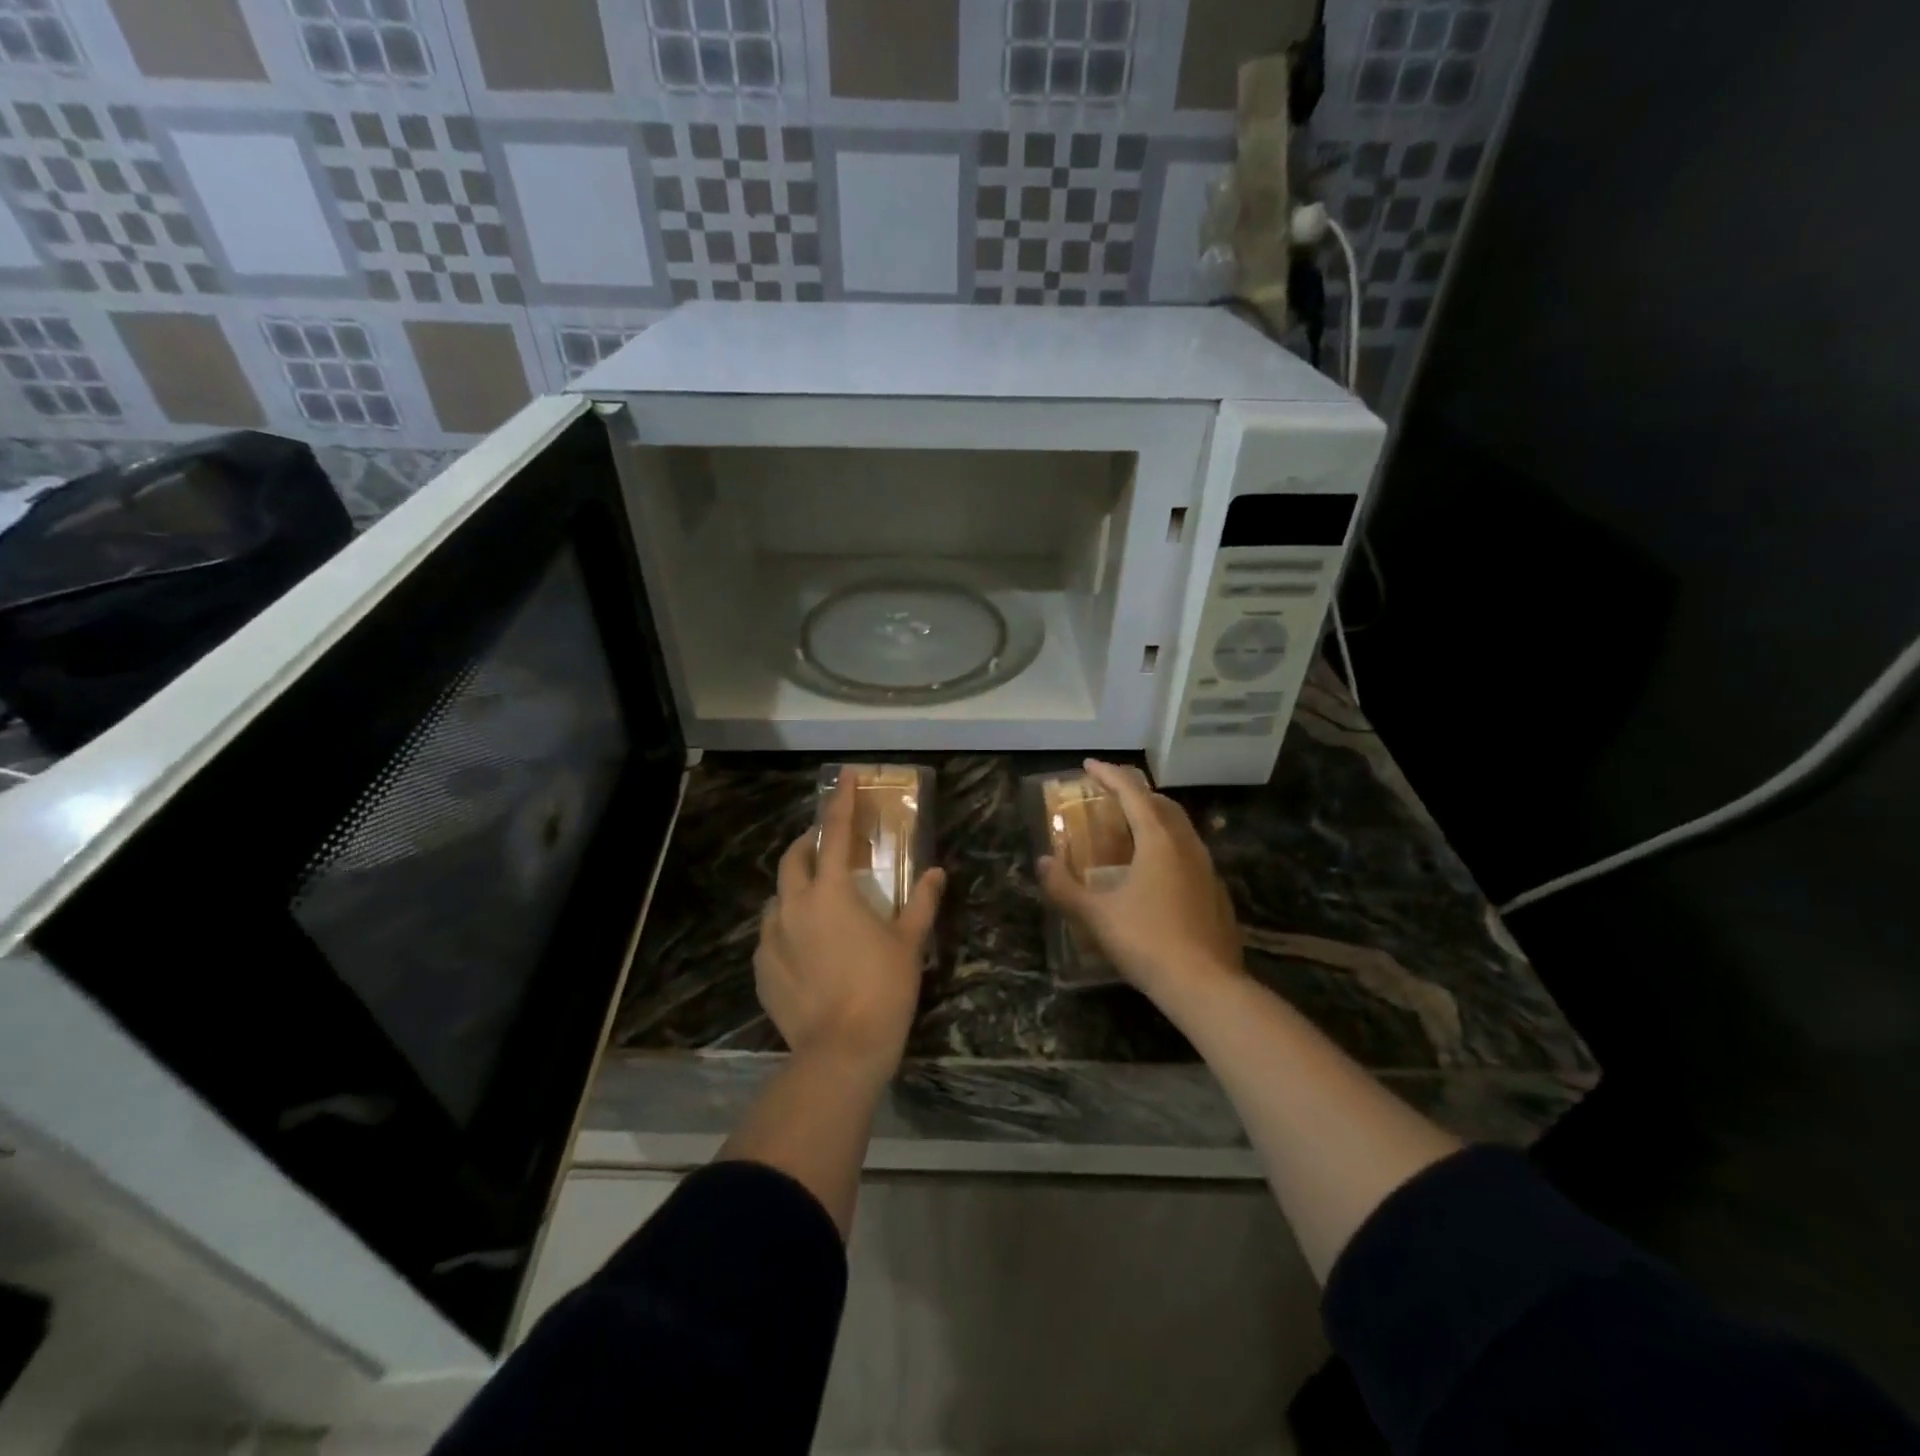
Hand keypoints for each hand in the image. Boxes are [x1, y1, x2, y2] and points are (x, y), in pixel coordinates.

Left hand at [756, 770, 944, 1070]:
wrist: (842, 1051)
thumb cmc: (883, 988)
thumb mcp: (909, 942)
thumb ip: (921, 902)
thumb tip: (936, 873)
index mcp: (832, 892)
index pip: (836, 833)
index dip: (841, 801)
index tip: (844, 776)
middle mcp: (794, 905)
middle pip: (793, 858)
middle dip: (808, 843)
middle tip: (827, 845)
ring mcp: (771, 937)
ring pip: (778, 897)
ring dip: (796, 889)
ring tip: (817, 902)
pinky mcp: (761, 968)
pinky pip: (770, 934)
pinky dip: (786, 927)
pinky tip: (804, 947)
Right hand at [1038, 759, 1242, 1005]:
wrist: (1205, 985)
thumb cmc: (1146, 941)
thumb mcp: (1095, 915)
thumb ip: (1063, 887)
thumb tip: (1041, 862)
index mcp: (1158, 840)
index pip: (1132, 792)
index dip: (1108, 774)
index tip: (1088, 765)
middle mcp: (1187, 845)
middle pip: (1161, 803)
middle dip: (1135, 792)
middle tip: (1110, 793)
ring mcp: (1207, 868)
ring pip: (1180, 827)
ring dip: (1155, 817)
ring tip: (1132, 827)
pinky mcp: (1217, 892)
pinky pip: (1190, 853)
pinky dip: (1169, 845)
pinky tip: (1157, 870)